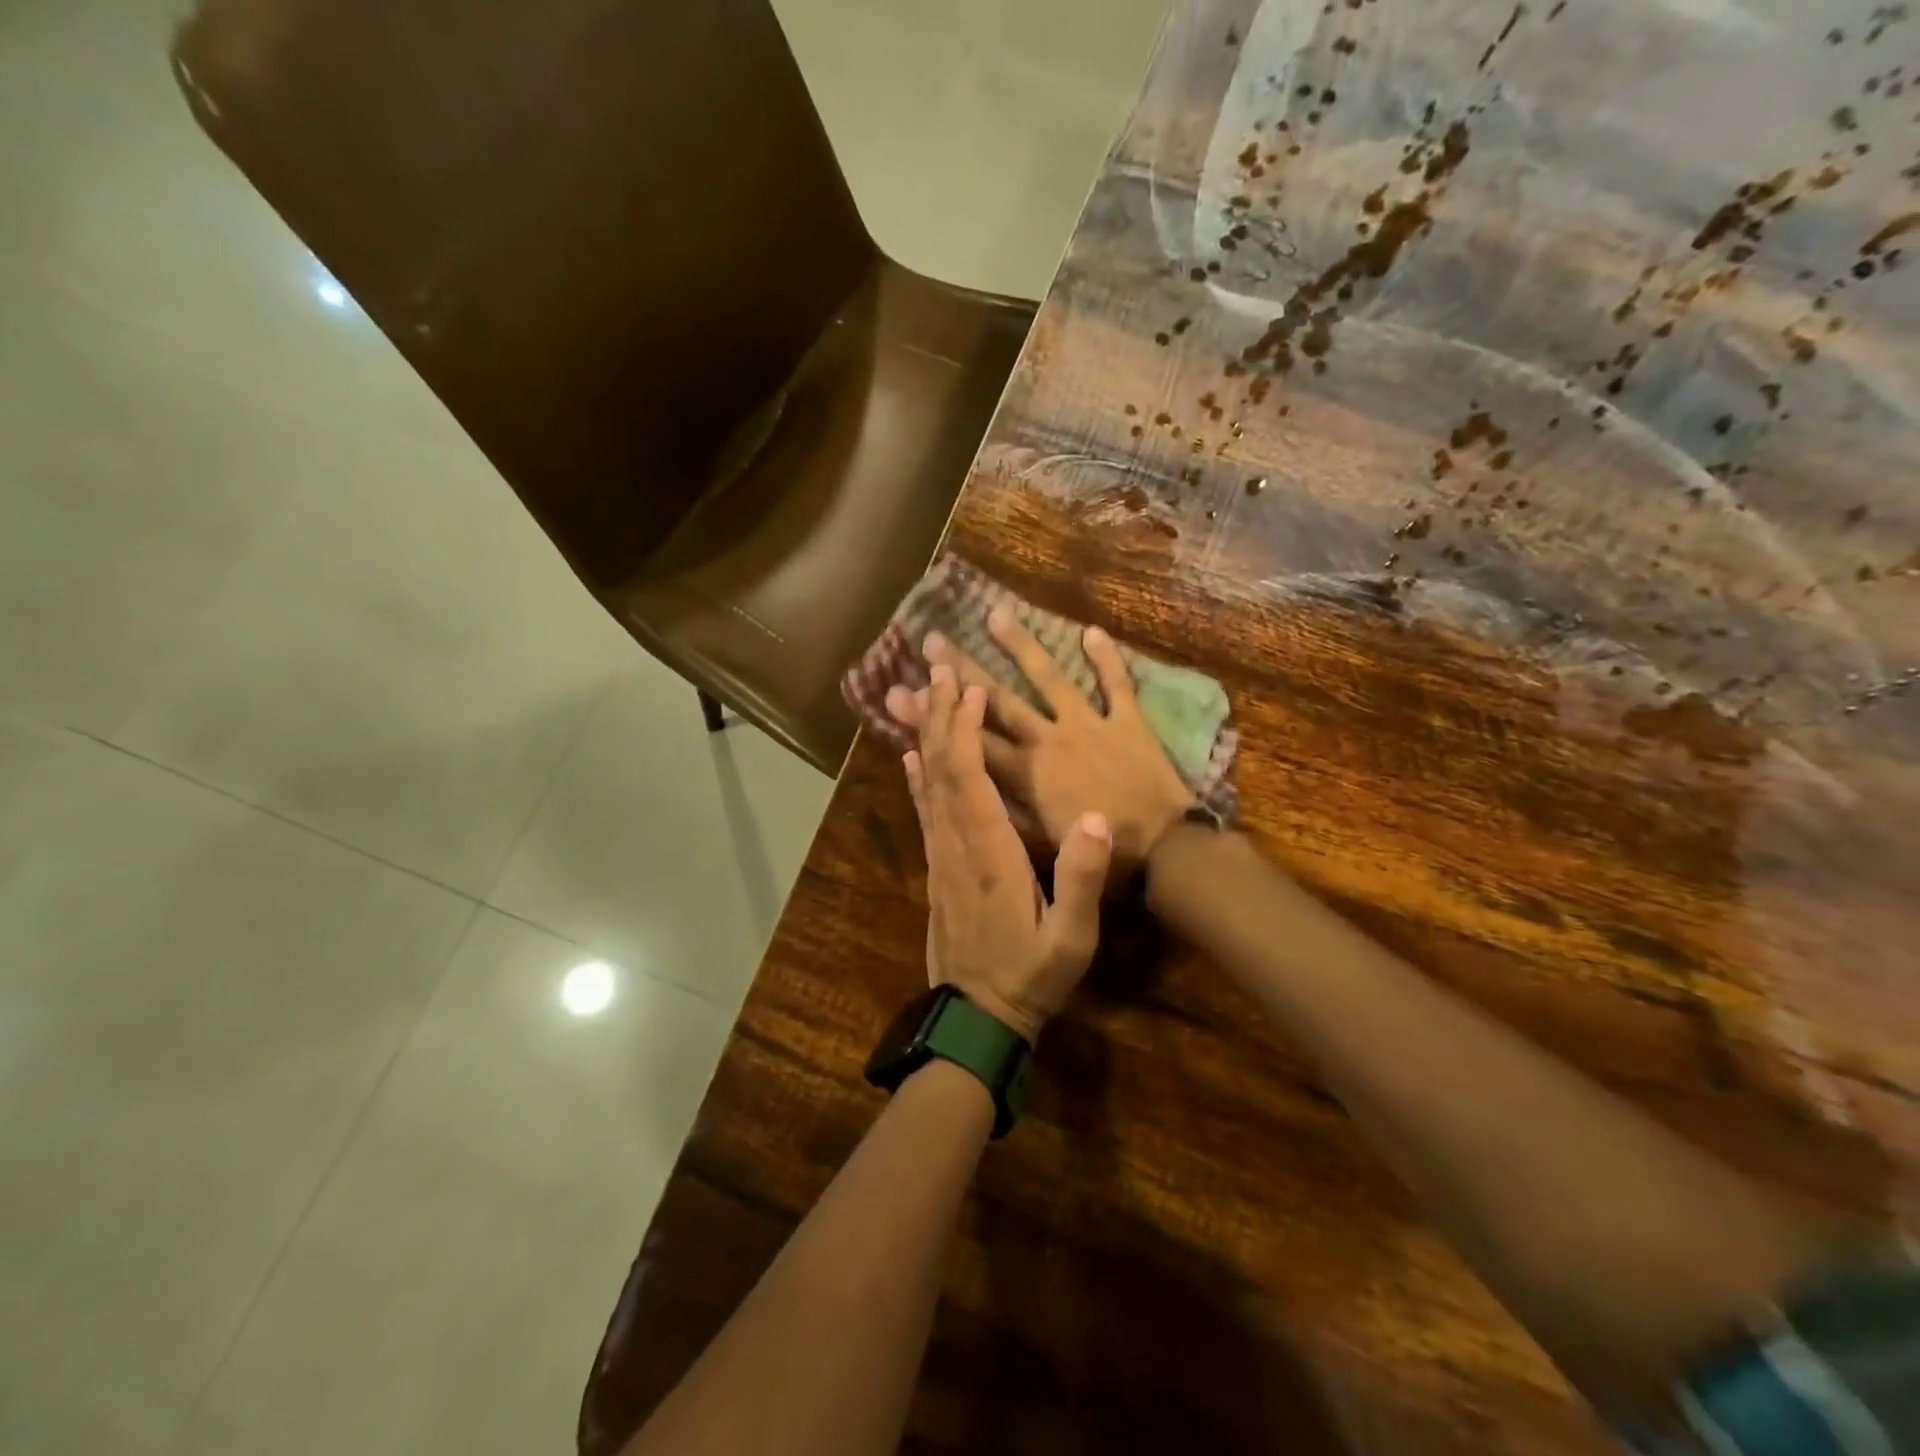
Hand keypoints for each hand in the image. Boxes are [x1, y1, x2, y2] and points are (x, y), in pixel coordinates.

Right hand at [887, 612, 1194, 866]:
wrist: (1164, 853)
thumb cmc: (1101, 857)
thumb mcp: (1041, 845)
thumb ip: (1005, 810)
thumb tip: (966, 788)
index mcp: (1025, 773)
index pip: (969, 739)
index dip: (934, 716)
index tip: (901, 691)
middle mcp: (1048, 740)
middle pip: (998, 699)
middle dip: (962, 670)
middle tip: (933, 640)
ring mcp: (1088, 725)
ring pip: (1049, 678)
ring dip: (1021, 646)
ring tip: (995, 614)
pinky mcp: (1127, 722)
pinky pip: (1116, 684)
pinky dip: (1106, 659)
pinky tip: (1090, 630)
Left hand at [905, 664, 1112, 1043]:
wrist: (977, 1018)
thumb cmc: (1030, 976)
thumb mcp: (1070, 939)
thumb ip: (1080, 878)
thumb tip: (1090, 815)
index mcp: (990, 855)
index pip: (970, 780)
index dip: (965, 730)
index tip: (967, 688)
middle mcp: (956, 846)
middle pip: (941, 771)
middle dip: (939, 718)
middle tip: (936, 671)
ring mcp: (939, 858)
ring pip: (926, 786)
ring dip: (925, 737)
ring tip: (920, 696)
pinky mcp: (935, 870)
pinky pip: (923, 812)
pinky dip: (916, 778)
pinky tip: (910, 756)